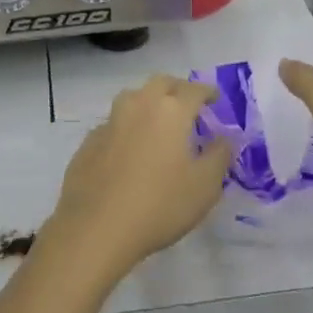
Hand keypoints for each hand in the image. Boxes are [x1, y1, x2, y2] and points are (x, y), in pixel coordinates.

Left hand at [45, 75, 233, 282]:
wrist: (96, 228)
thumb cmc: (160, 205)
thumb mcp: (205, 186)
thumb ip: (220, 156)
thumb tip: (223, 138)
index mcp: (170, 111)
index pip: (194, 90)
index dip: (208, 92)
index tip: (215, 99)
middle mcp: (139, 106)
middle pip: (160, 83)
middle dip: (177, 89)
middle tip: (187, 105)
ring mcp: (110, 122)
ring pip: (133, 98)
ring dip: (149, 102)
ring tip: (158, 123)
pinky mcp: (89, 142)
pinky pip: (114, 124)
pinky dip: (127, 128)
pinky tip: (129, 150)